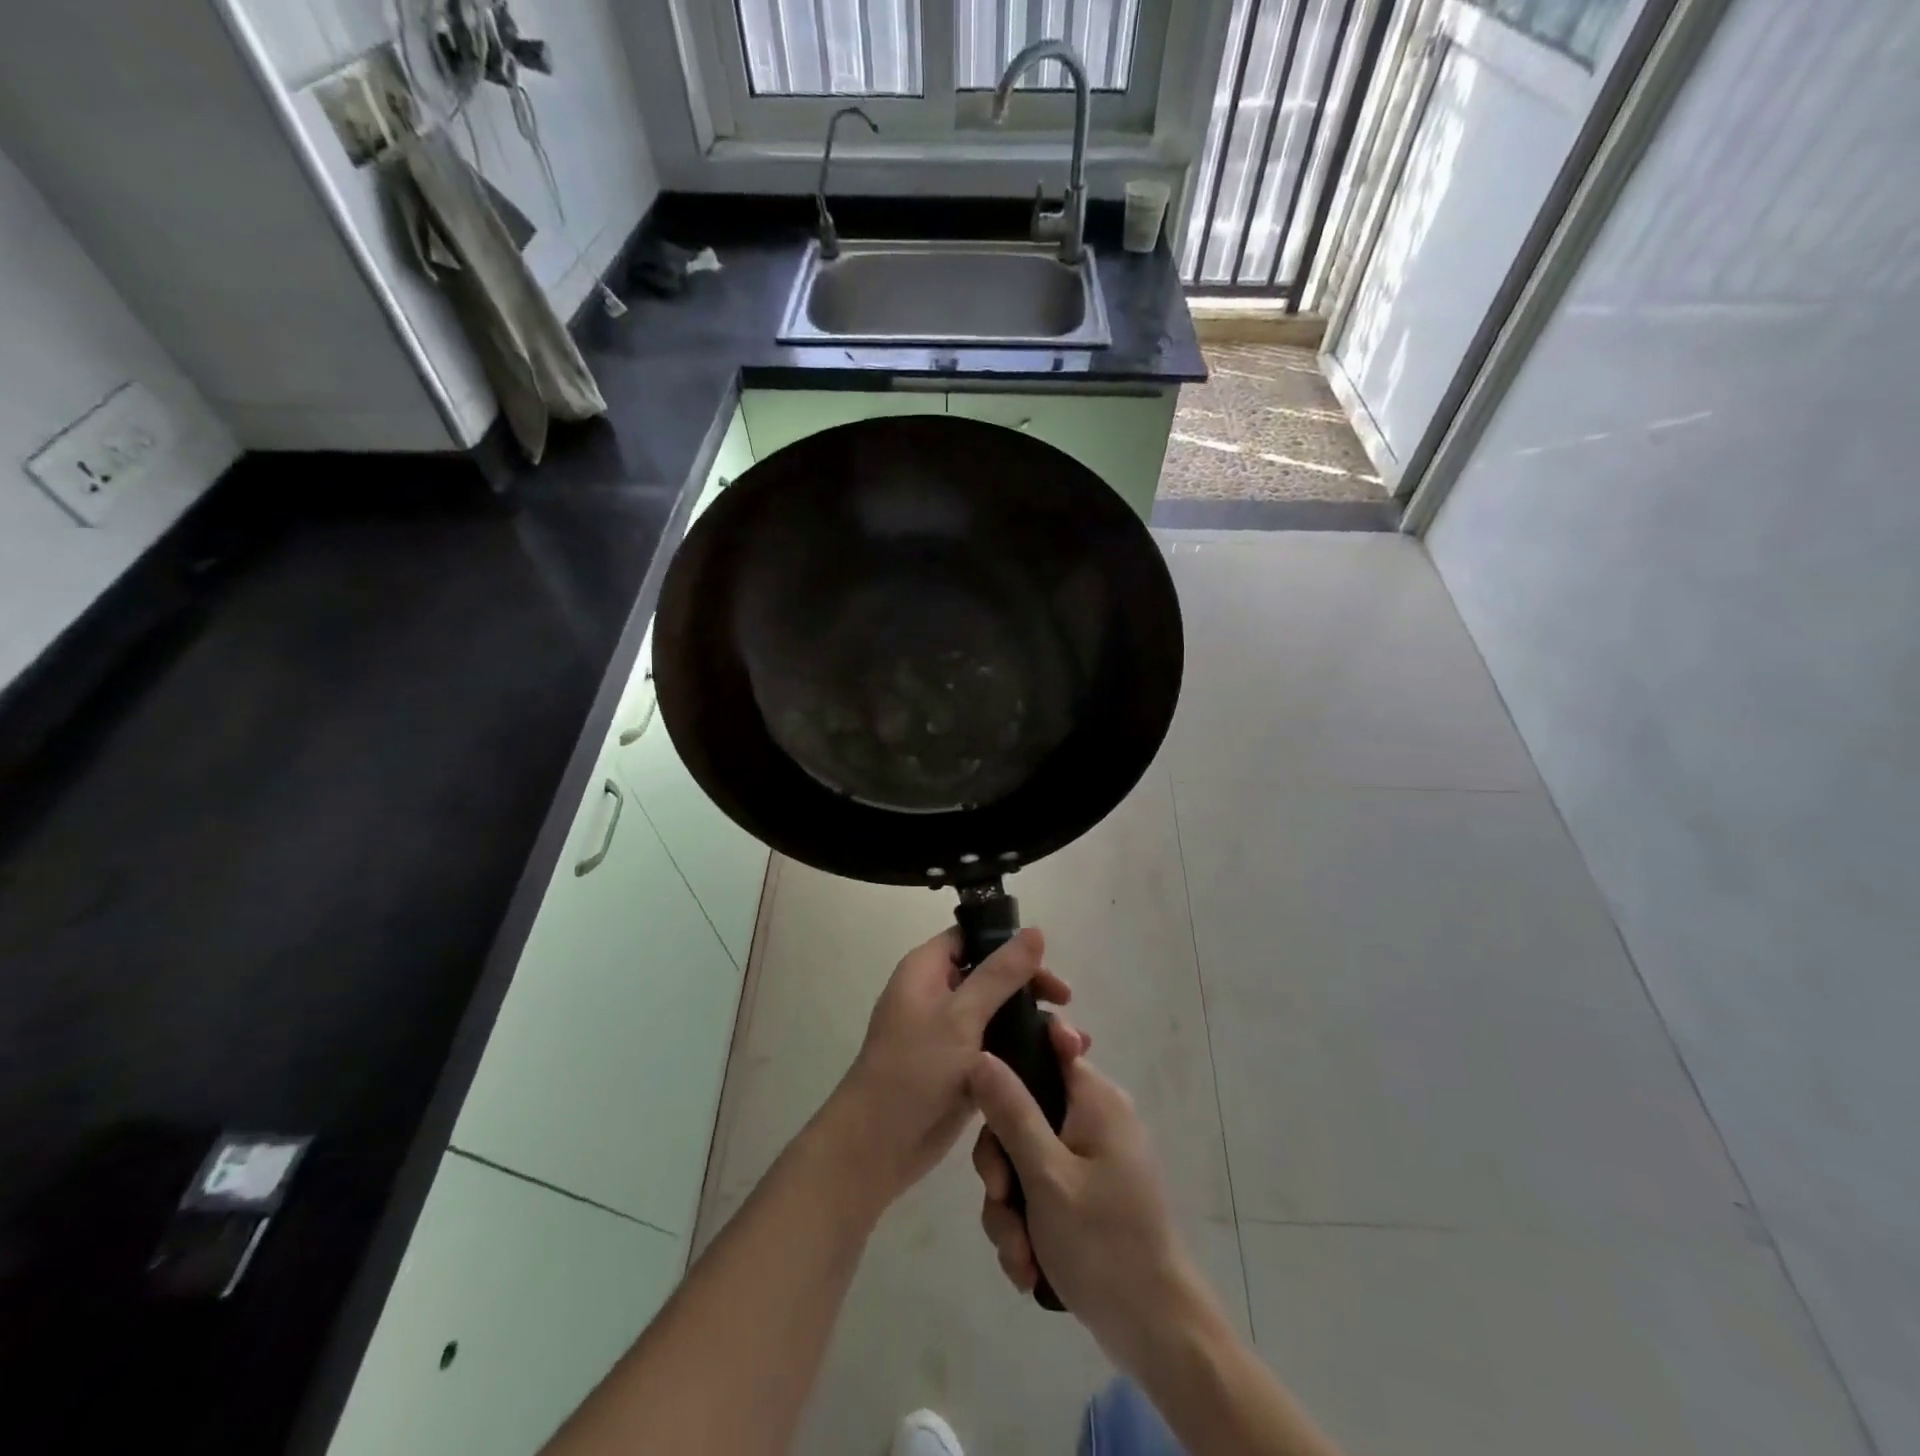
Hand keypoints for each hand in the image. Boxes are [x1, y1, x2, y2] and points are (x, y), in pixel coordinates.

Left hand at [828, 926, 1087, 1210]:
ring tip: (1072, 1042)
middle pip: (990, 974)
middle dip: (1029, 986)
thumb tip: (1035, 930)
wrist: (877, 1147)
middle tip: (1065, 1002)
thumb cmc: (915, 1069)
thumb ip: (1001, 973)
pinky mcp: (957, 1067)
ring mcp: (946, 1032)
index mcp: (926, 970)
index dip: (1007, 943)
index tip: (1046, 961)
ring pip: (996, 1012)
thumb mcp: (962, 1016)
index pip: (971, 937)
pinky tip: (1057, 1063)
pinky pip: (995, 1046)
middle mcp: (936, 993)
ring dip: (1032, 1022)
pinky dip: (1022, 1050)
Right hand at [969, 1052, 1217, 1372]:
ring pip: (1025, 1161)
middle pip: (1024, 1113)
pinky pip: (1040, 1192)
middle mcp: (1095, 1119)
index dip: (1012, 1060)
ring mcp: (1091, 1160)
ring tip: (1019, 1255)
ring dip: (1011, 1208)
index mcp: (1096, 1099)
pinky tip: (1028, 1267)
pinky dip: (1028, 1227)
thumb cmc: (1104, 1242)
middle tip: (1000, 1198)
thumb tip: (980, 1055)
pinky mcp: (1086, 1197)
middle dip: (1003, 1166)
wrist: (1157, 1332)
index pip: (1050, 1045)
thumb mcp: (1046, 1175)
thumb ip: (1011, 1112)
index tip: (987, 1099)